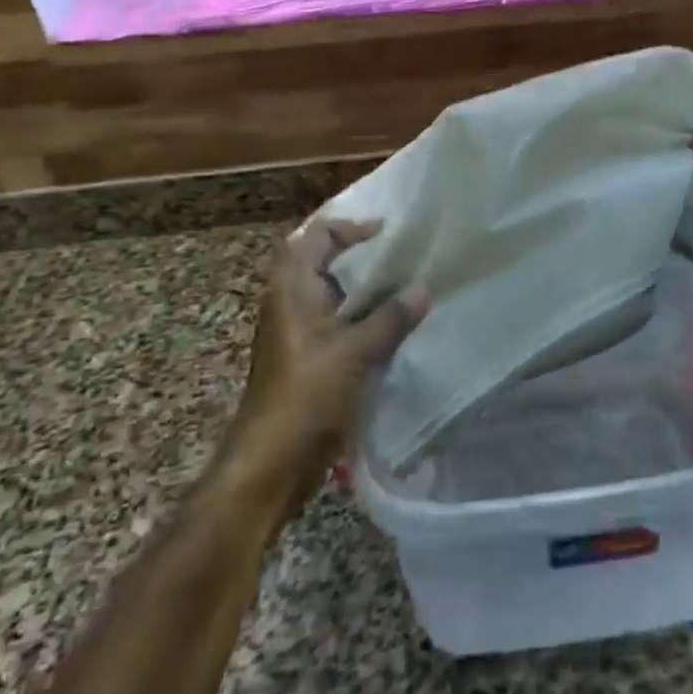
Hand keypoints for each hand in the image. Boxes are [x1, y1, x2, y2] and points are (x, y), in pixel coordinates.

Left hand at [229, 219, 426, 513]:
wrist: (268, 466)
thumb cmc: (305, 396)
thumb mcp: (354, 353)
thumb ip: (391, 318)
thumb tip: (424, 289)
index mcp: (292, 288)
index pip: (317, 236)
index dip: (350, 228)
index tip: (387, 233)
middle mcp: (291, 303)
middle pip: (325, 263)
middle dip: (363, 257)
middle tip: (406, 256)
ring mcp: (299, 334)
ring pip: (336, 297)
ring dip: (367, 291)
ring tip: (409, 287)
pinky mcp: (310, 362)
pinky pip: (341, 326)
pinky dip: (366, 320)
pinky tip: (397, 329)